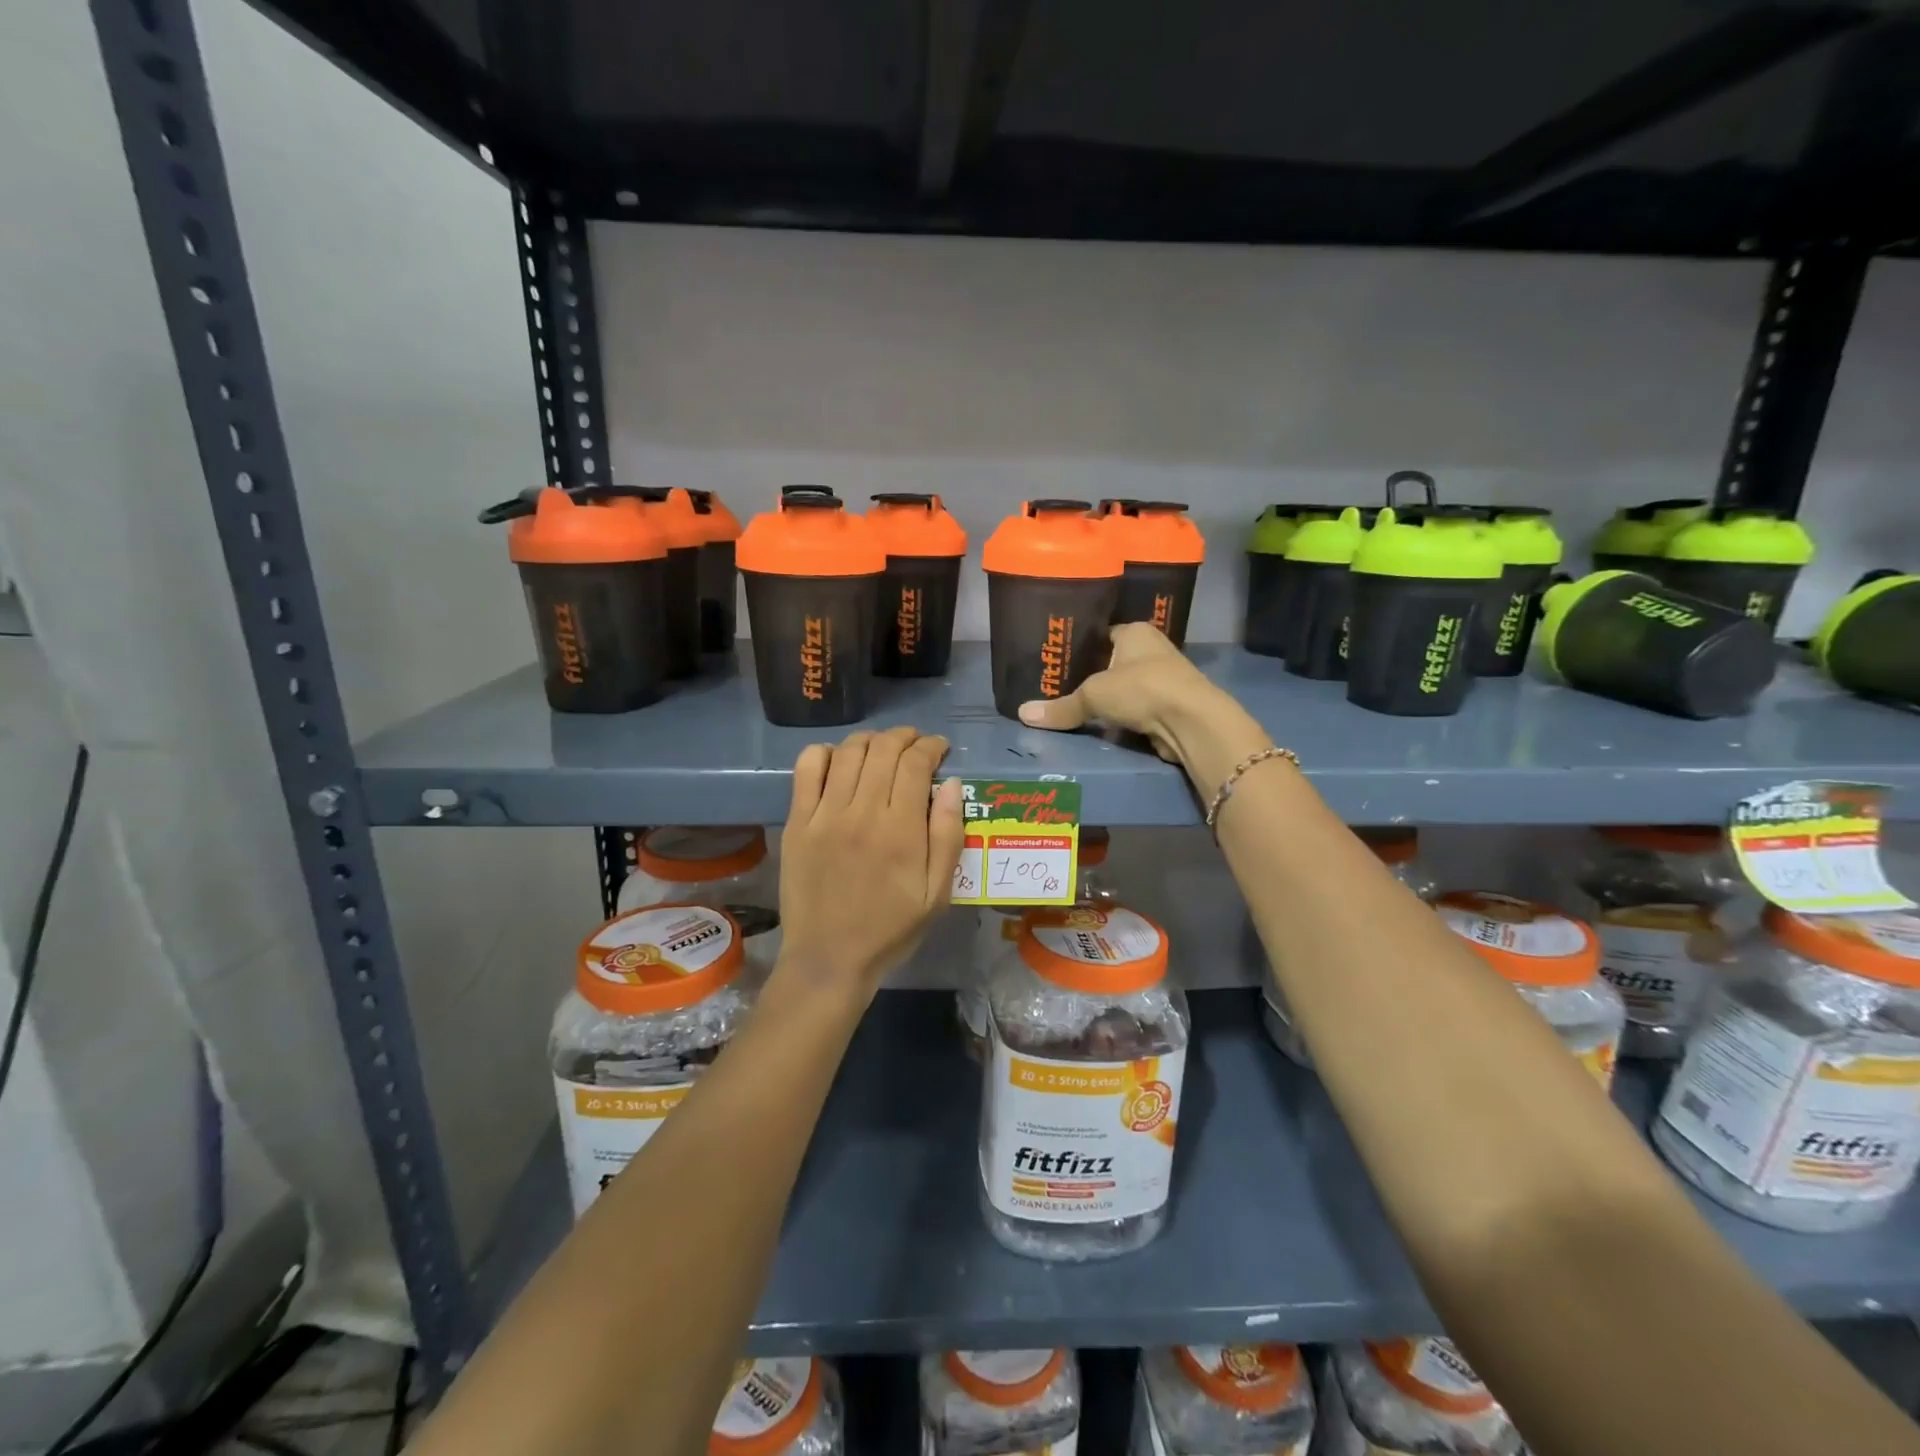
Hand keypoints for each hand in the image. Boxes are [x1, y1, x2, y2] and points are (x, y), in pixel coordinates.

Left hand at [776, 727, 964, 1000]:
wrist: (829, 958)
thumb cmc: (890, 928)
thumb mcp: (937, 894)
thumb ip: (948, 836)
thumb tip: (951, 783)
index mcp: (901, 830)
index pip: (916, 763)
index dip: (931, 746)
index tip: (940, 749)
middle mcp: (862, 812)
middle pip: (884, 749)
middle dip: (905, 736)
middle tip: (915, 744)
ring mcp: (825, 814)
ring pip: (848, 752)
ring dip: (871, 740)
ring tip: (882, 748)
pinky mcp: (797, 821)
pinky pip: (807, 769)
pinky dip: (825, 753)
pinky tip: (839, 760)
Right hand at [1016, 623, 1230, 761]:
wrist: (1191, 721)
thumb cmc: (1142, 689)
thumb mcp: (1094, 695)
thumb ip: (1061, 706)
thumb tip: (1023, 714)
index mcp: (1136, 631)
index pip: (1102, 634)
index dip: (1080, 646)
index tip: (1056, 661)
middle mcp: (1152, 649)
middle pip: (1113, 661)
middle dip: (1091, 675)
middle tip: (1057, 687)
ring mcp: (1164, 678)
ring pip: (1126, 687)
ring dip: (1109, 699)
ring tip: (1074, 708)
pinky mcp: (1170, 706)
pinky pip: (1137, 709)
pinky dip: (1123, 717)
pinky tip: (1102, 726)